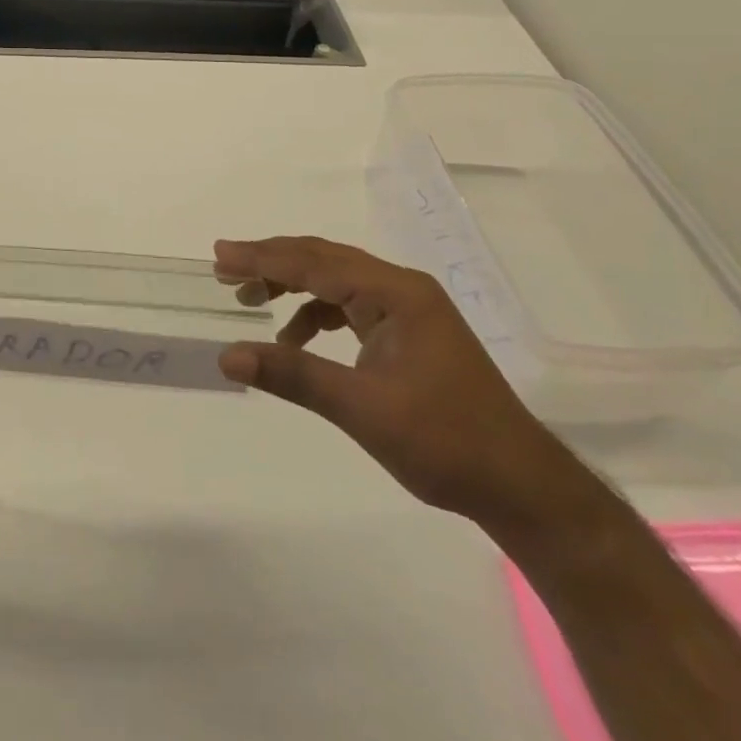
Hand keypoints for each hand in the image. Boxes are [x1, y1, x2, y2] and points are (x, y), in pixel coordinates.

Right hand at [216, 235, 586, 533]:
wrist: (521, 487)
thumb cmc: (445, 442)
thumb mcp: (361, 409)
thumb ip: (293, 375)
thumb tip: (227, 356)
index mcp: (396, 293)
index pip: (315, 263)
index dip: (263, 258)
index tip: (220, 254)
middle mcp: (402, 290)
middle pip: (324, 260)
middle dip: (272, 263)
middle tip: (224, 268)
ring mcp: (407, 310)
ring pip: (335, 281)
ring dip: (292, 286)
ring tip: (250, 298)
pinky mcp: (407, 334)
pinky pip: (349, 306)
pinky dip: (316, 314)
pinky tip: (294, 338)